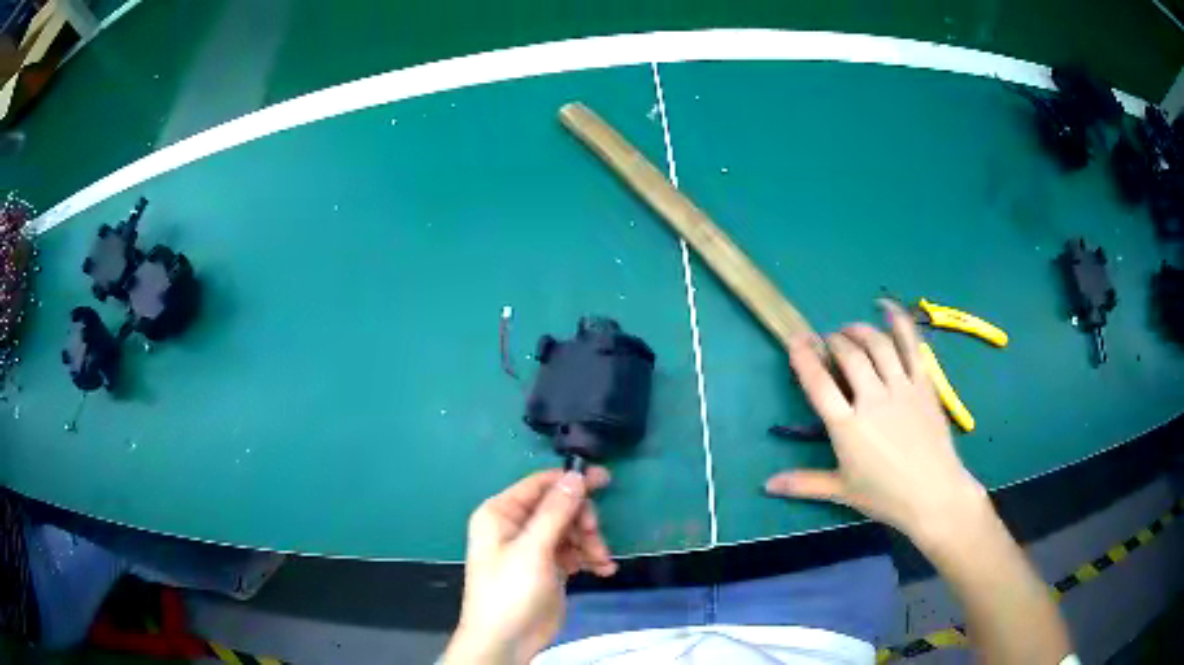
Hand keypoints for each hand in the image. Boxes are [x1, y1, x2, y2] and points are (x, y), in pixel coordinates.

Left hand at [443, 468, 617, 664]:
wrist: (506, 641)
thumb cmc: (510, 591)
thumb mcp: (532, 550)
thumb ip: (555, 511)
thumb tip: (576, 475)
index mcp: (501, 513)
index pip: (540, 484)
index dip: (572, 481)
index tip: (606, 480)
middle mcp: (517, 525)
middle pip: (561, 508)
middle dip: (583, 522)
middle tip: (594, 538)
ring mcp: (534, 548)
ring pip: (571, 530)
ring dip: (590, 543)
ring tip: (601, 562)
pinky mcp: (549, 568)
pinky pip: (574, 552)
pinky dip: (590, 558)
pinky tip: (603, 570)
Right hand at [765, 300, 987, 544]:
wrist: (934, 495)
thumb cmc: (886, 496)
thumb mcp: (842, 491)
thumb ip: (804, 483)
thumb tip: (767, 486)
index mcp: (848, 427)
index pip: (819, 383)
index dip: (804, 357)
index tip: (796, 339)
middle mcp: (872, 399)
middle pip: (849, 355)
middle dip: (833, 341)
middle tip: (828, 341)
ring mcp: (901, 388)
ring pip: (877, 345)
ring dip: (859, 330)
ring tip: (850, 330)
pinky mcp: (923, 384)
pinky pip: (911, 346)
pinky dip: (899, 323)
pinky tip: (887, 308)